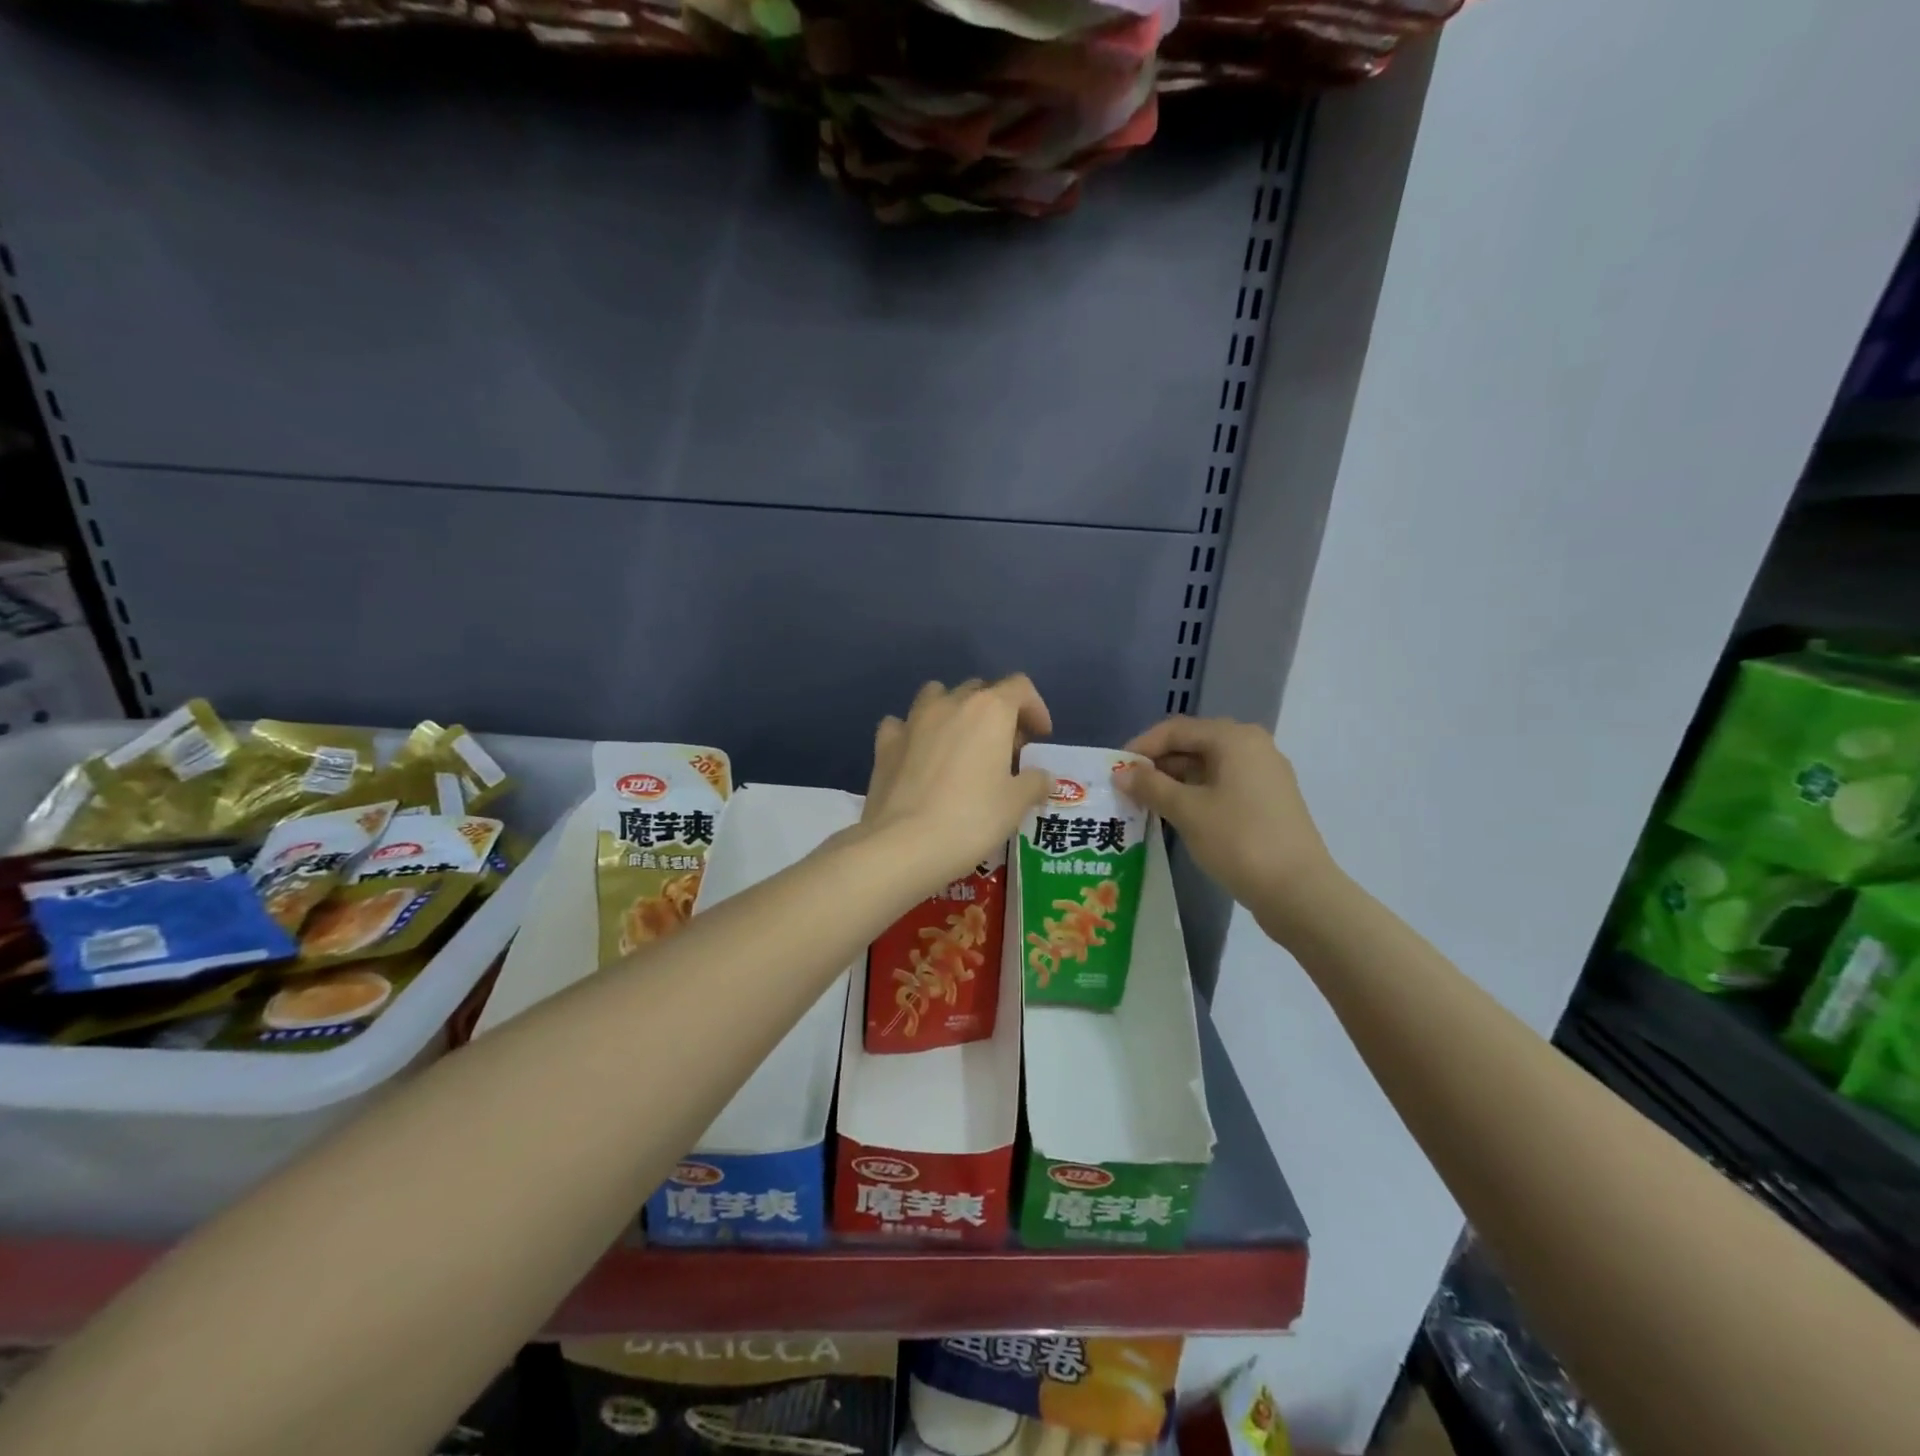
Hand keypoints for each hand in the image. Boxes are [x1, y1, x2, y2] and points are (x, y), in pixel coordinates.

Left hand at [862, 676, 1053, 890]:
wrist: (904, 844)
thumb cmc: (971, 819)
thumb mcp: (1016, 804)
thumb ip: (1034, 782)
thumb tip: (1040, 777)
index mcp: (989, 710)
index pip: (1020, 687)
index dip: (1035, 709)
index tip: (1039, 739)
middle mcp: (950, 703)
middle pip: (980, 690)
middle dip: (996, 712)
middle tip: (1004, 750)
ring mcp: (912, 721)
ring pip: (937, 695)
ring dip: (953, 711)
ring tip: (960, 745)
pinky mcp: (885, 744)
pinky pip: (901, 725)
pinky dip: (913, 733)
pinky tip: (918, 756)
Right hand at [1116, 716, 1341, 937]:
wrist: (1298, 891)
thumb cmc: (1238, 840)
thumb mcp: (1187, 811)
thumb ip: (1150, 786)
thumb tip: (1121, 773)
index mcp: (1234, 739)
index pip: (1176, 729)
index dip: (1141, 747)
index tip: (1115, 770)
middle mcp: (1253, 747)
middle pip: (1194, 744)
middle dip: (1157, 764)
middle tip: (1128, 788)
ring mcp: (1265, 774)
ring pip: (1208, 766)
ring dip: (1175, 781)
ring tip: (1146, 804)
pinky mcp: (1269, 800)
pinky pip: (1224, 785)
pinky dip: (1197, 794)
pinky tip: (1177, 815)